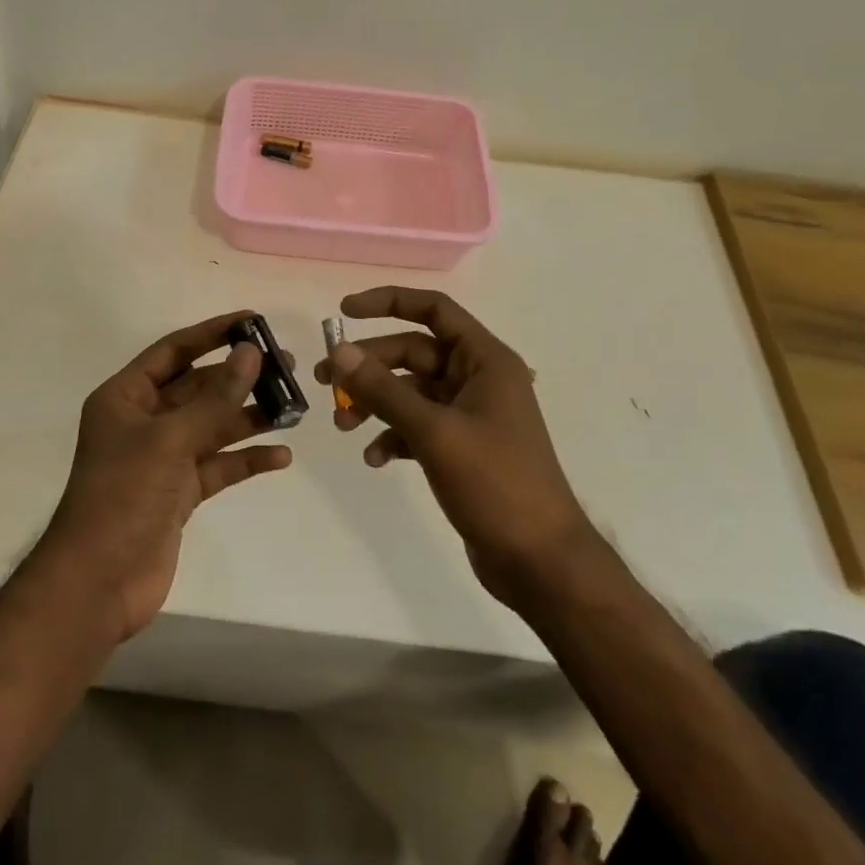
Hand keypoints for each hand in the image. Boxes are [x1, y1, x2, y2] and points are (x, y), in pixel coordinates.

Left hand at [38, 312, 293, 641]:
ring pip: (213, 426)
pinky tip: (281, 456)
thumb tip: (251, 352)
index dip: (212, 333)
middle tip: (286, 365)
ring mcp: (163, 458)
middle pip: (198, 388)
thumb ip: (214, 399)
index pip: (174, 351)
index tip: (253, 321)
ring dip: (249, 416)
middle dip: (239, 377)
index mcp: (126, 397)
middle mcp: (144, 422)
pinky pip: (218, 466)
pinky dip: (246, 460)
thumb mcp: (169, 440)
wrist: (97, 584)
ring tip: (294, 405)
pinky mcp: (179, 493)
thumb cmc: (123, 496)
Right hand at [315, 288, 597, 607]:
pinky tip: (374, 458)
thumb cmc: (495, 484)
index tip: (344, 311)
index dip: (389, 302)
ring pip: (411, 392)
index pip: (434, 310)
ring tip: (342, 425)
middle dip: (369, 365)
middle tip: (324, 381)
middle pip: (414, 353)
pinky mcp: (462, 448)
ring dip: (375, 403)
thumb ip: (384, 389)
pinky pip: (417, 426)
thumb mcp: (434, 432)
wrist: (540, 562)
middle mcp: (478, 379)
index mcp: (485, 361)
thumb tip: (340, 351)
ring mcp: (470, 415)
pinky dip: (392, 435)